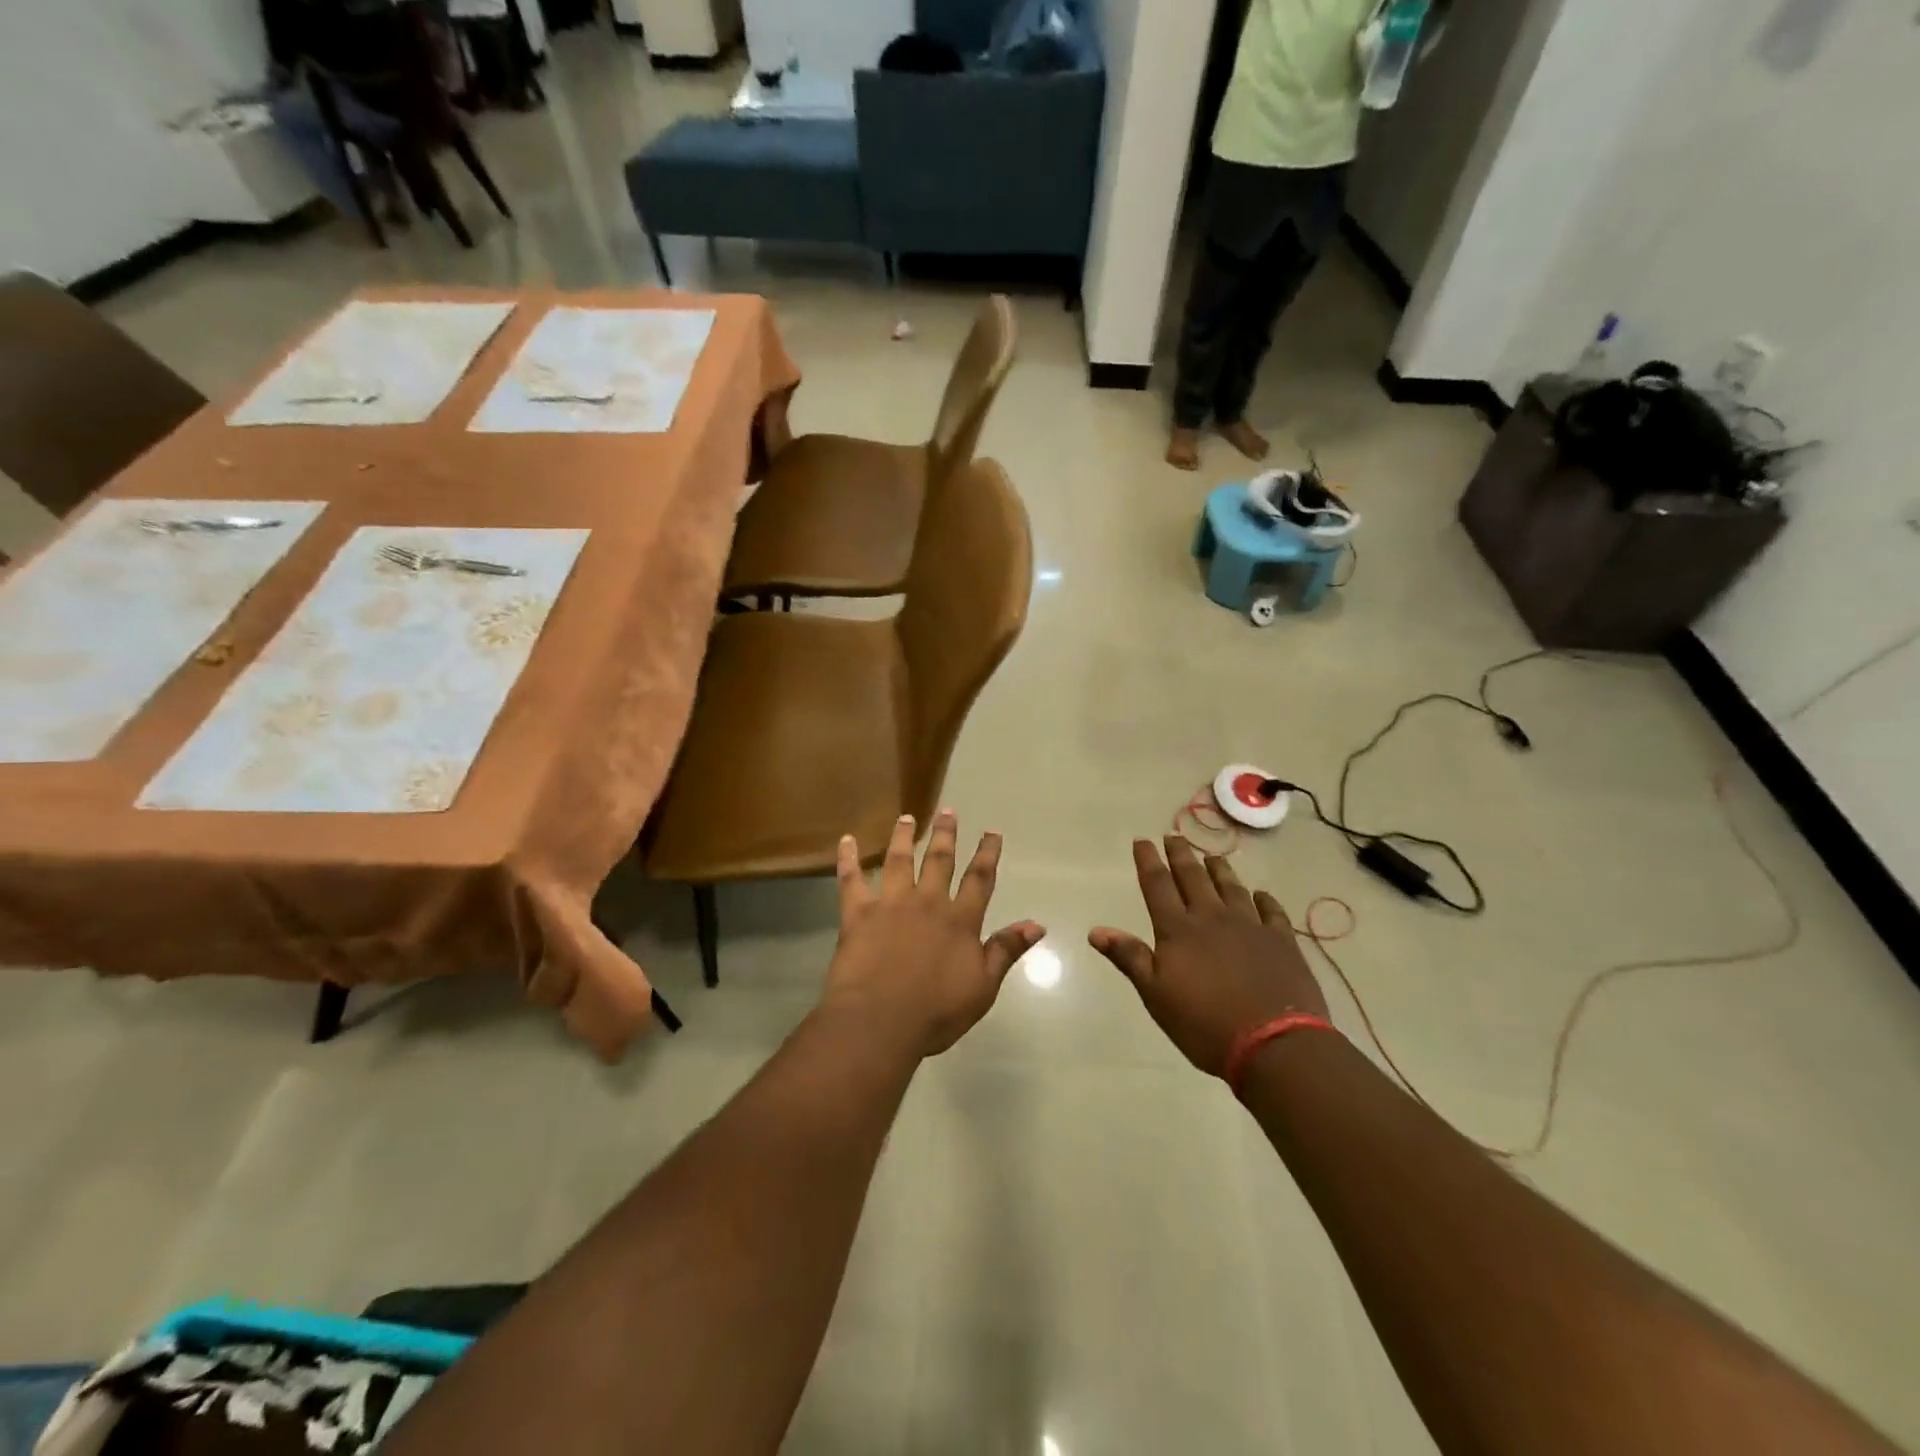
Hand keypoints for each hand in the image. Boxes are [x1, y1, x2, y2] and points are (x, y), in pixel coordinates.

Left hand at [823, 810, 1045, 1057]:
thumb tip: (1037, 924)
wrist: (881, 1022)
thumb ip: (1006, 950)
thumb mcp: (983, 987)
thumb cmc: (936, 1012)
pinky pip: (851, 881)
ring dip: (903, 837)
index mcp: (959, 921)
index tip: (992, 832)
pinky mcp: (858, 914)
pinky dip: (848, 859)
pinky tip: (846, 840)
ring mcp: (891, 905)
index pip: (979, 879)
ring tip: (907, 817)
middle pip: (939, 861)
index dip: (987, 854)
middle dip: (945, 835)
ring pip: (898, 861)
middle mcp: (927, 903)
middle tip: (948, 810)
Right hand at [1089, 837, 1328, 1076]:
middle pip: (1193, 878)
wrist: (1274, 1044)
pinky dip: (1264, 899)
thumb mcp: (1156, 995)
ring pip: (1231, 887)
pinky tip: (1260, 895)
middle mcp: (1212, 918)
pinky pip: (1271, 911)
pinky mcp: (1281, 941)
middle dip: (1181, 855)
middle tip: (1174, 836)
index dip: (1148, 861)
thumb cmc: (1204, 1024)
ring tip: (1212, 856)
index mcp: (1178, 930)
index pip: (1158, 885)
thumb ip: (1130, 958)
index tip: (1142, 841)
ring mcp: (1250, 926)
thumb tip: (1096, 930)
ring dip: (1219, 870)